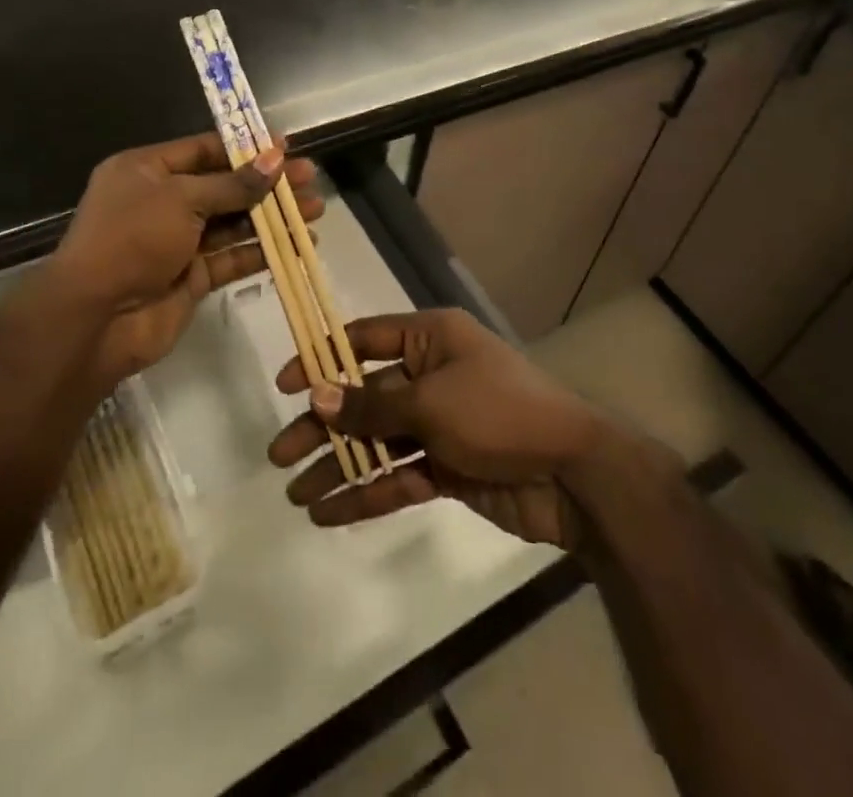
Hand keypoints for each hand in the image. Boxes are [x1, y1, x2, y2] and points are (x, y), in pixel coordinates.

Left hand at [35, 132, 323, 384]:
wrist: (95, 318)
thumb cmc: (132, 239)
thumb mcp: (182, 199)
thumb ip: (233, 183)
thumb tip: (276, 158)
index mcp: (147, 170)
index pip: (203, 150)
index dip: (245, 147)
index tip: (286, 146)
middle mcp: (162, 201)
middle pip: (224, 185)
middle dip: (267, 183)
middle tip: (311, 178)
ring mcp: (177, 241)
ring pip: (233, 222)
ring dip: (272, 217)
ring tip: (315, 210)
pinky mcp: (191, 276)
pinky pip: (232, 257)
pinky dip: (262, 251)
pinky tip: (299, 245)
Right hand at [266, 307, 606, 549]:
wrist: (573, 475)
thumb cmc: (499, 413)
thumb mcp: (431, 403)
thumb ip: (372, 404)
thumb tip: (317, 396)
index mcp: (430, 340)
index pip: (365, 340)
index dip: (323, 360)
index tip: (286, 386)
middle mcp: (431, 375)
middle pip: (364, 397)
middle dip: (323, 425)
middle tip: (279, 456)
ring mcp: (439, 424)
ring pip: (377, 441)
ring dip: (339, 466)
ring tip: (296, 494)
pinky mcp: (448, 467)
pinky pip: (399, 475)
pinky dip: (367, 493)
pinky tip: (329, 513)